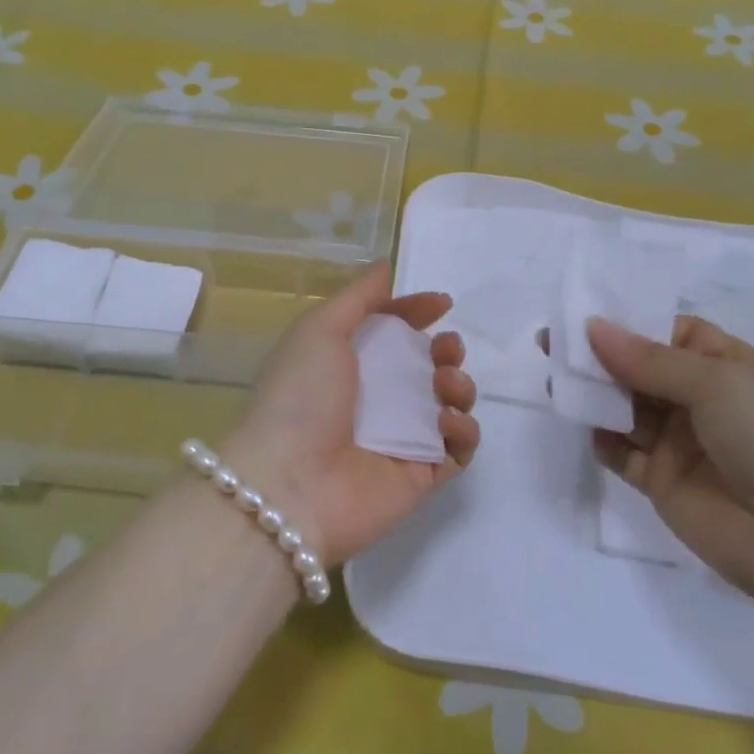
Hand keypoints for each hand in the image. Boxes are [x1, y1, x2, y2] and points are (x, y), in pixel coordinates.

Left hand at [223, 263, 479, 565]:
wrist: (290, 485)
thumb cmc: (301, 398)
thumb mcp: (319, 330)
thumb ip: (357, 297)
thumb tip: (387, 268)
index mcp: (349, 366)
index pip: (393, 333)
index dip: (416, 314)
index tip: (441, 305)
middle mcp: (376, 402)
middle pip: (427, 369)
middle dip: (447, 351)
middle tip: (446, 350)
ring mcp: (400, 441)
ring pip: (449, 406)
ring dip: (460, 386)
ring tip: (445, 384)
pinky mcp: (420, 477)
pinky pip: (457, 450)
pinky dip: (463, 432)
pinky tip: (446, 423)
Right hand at [585, 316, 753, 596]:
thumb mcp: (718, 383)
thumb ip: (649, 360)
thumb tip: (593, 328)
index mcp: (728, 365)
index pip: (671, 332)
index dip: (630, 323)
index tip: (582, 315)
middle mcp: (702, 399)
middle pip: (641, 369)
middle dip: (600, 357)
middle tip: (551, 346)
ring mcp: (681, 442)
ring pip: (627, 409)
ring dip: (596, 396)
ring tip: (560, 384)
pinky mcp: (663, 482)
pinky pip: (623, 454)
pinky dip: (604, 440)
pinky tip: (592, 431)